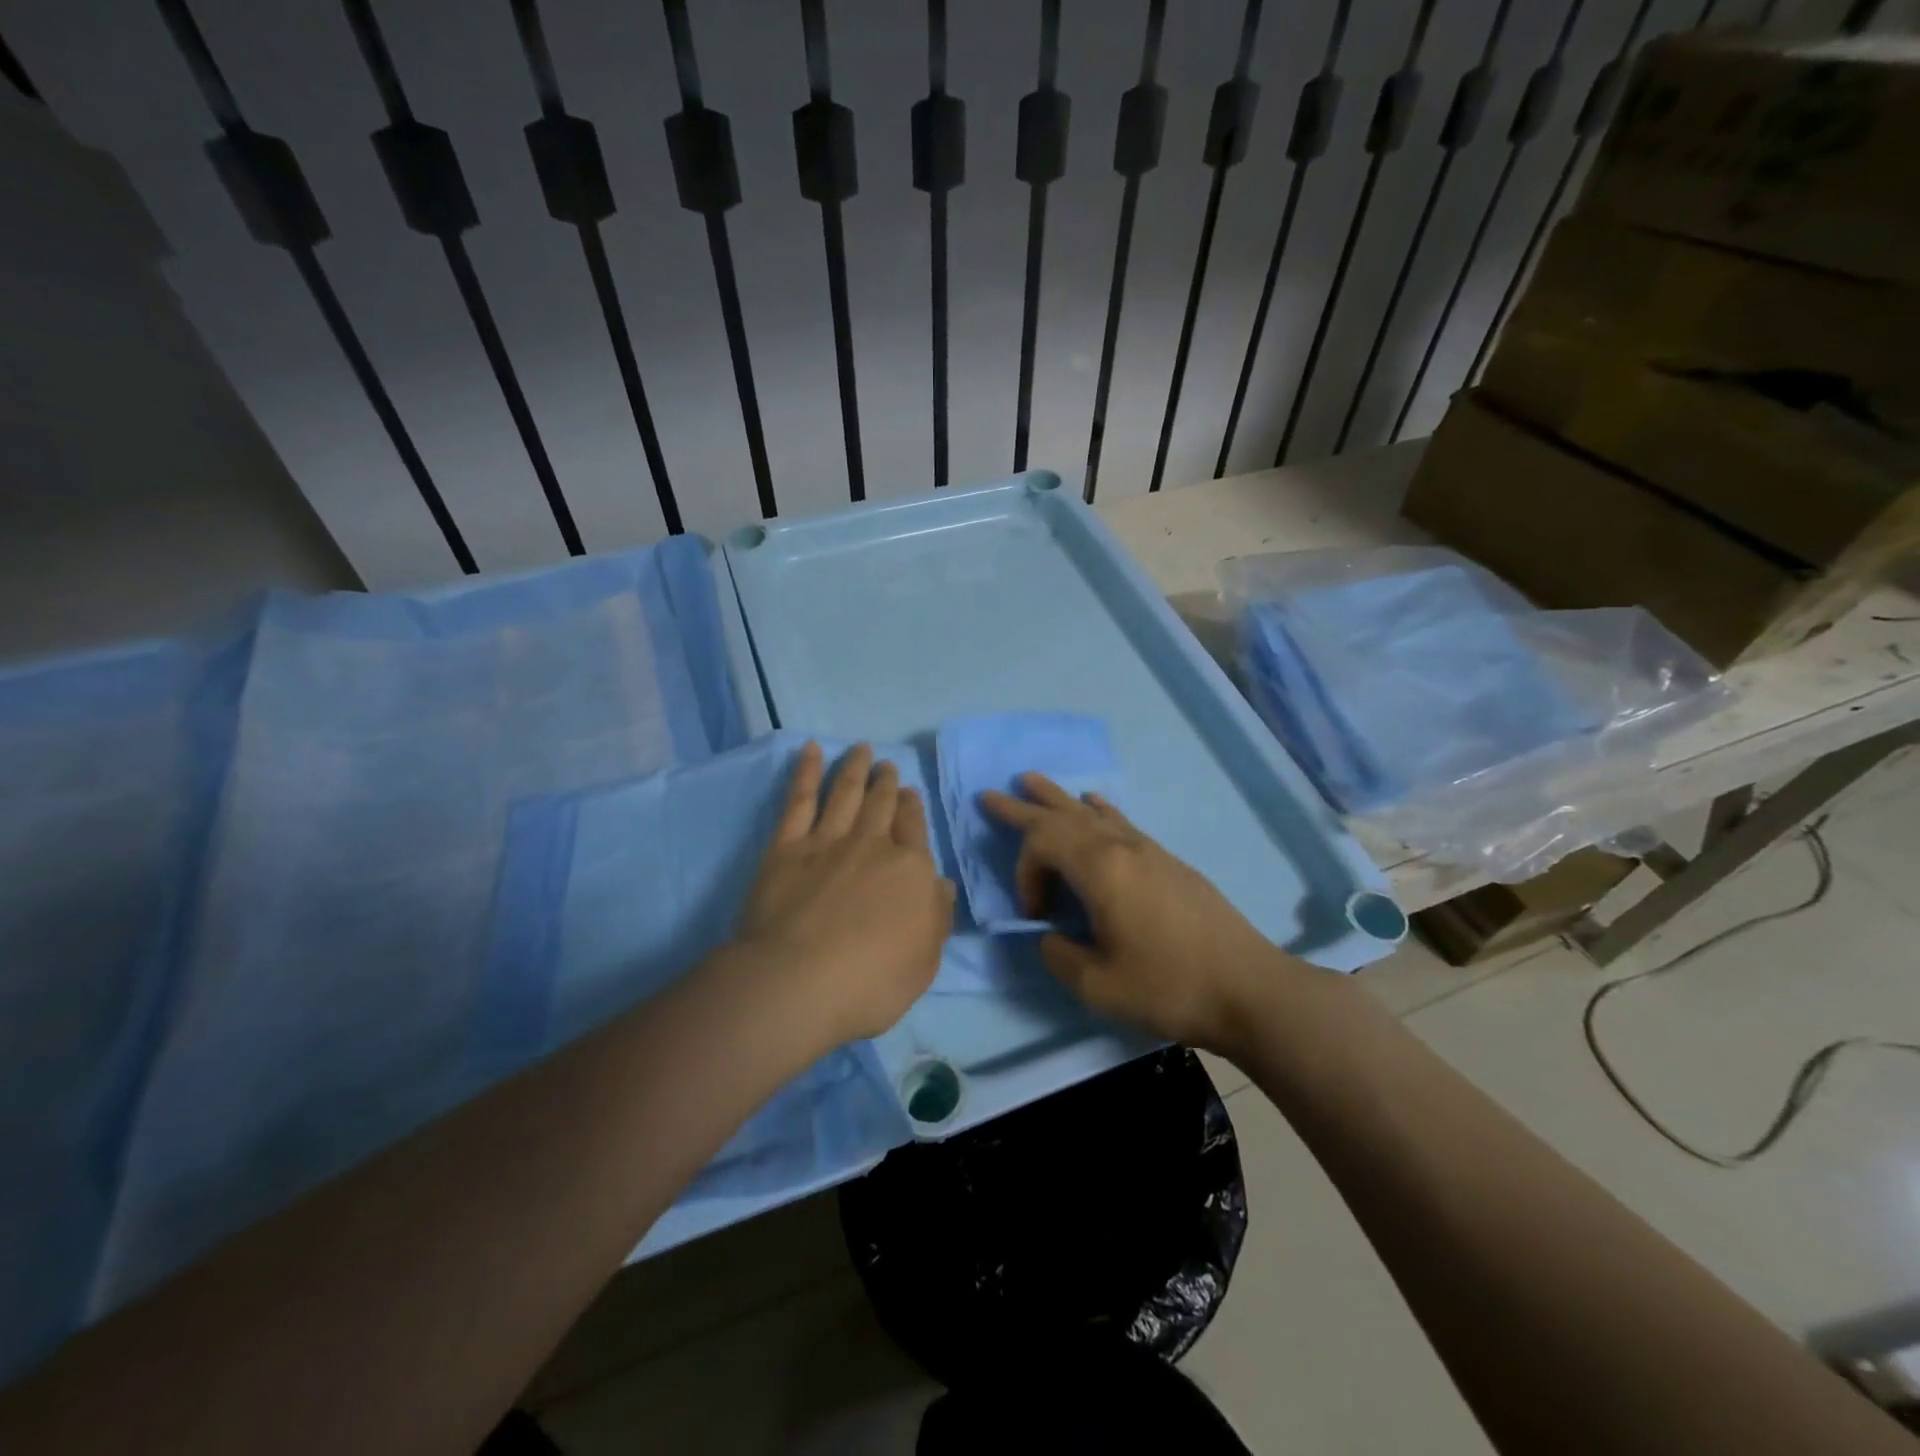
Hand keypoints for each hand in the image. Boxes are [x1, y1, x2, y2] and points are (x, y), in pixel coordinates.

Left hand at [734, 742, 954, 1045]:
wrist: (798, 983)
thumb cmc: (870, 983)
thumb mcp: (924, 961)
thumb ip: (936, 917)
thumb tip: (942, 884)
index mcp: (910, 871)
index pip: (915, 830)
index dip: (912, 809)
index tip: (909, 793)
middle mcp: (873, 846)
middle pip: (883, 805)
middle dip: (887, 783)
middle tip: (887, 766)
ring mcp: (828, 841)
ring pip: (847, 793)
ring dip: (856, 768)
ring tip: (862, 749)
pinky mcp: (787, 847)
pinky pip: (800, 799)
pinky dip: (807, 772)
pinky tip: (811, 750)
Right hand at [981, 774, 1294, 1052]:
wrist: (1249, 990)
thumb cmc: (1169, 987)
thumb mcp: (1098, 985)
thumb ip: (1059, 955)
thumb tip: (1051, 935)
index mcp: (1101, 870)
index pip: (1042, 845)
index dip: (1024, 874)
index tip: (1036, 916)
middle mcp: (1122, 847)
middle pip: (1062, 815)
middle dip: (1023, 806)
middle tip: (991, 793)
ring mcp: (1149, 850)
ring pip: (1092, 812)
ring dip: (1058, 798)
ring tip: (1033, 781)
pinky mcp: (1168, 861)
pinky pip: (1121, 822)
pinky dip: (1099, 810)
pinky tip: (1095, 803)